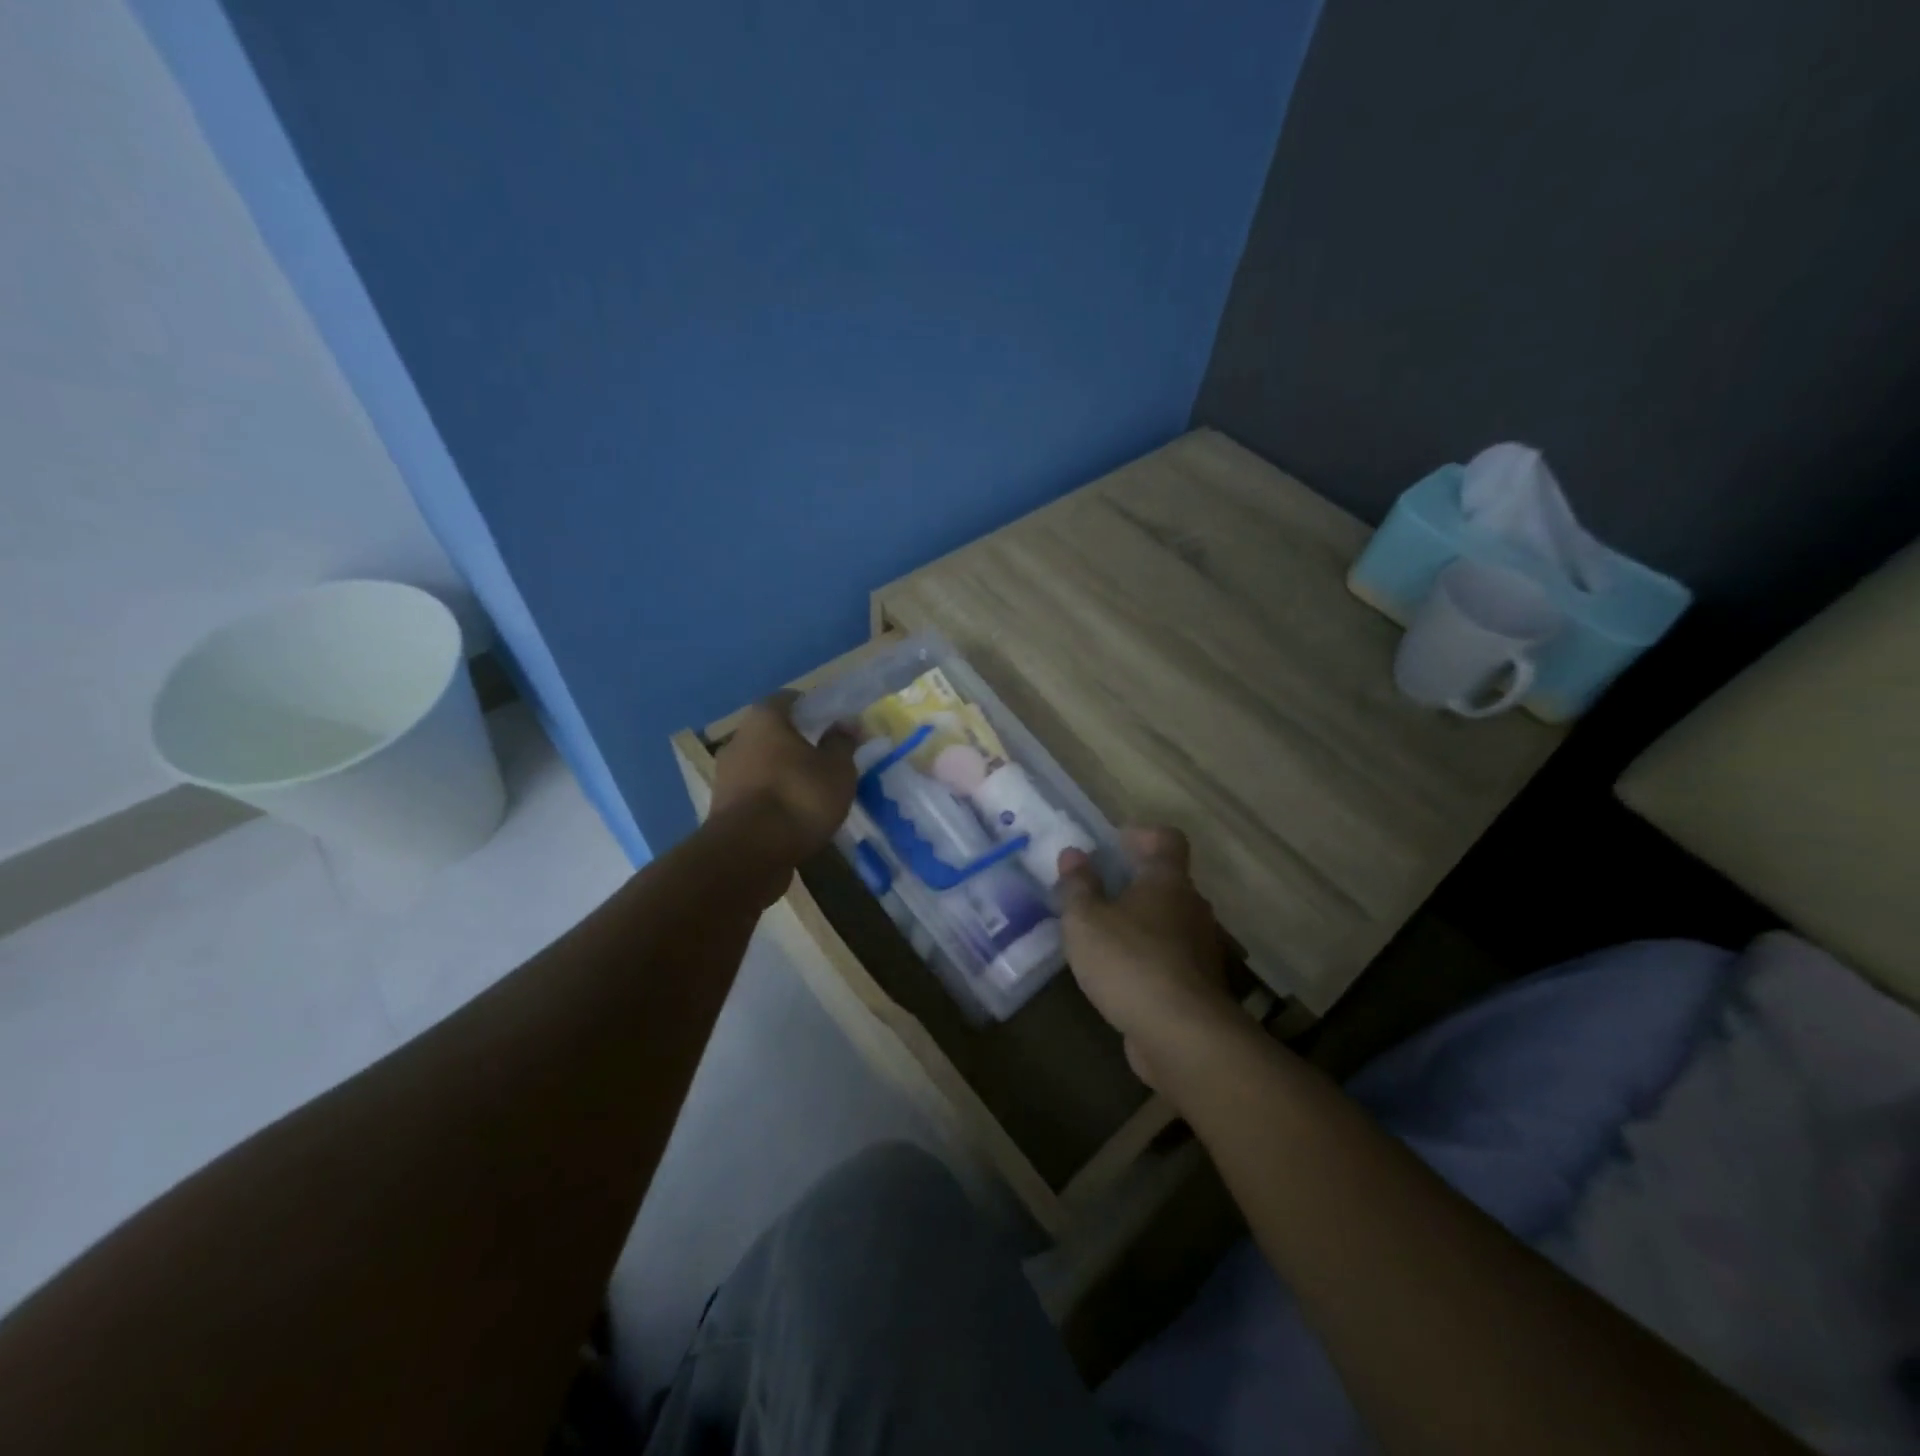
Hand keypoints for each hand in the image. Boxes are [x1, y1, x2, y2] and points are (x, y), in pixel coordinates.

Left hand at [710, 692, 857, 863]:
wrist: (748, 854)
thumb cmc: (799, 798)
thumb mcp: (837, 770)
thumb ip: (842, 743)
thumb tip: (846, 723)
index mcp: (765, 719)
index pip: (789, 699)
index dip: (813, 708)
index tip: (833, 723)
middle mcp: (738, 739)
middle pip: (773, 732)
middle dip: (798, 743)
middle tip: (827, 758)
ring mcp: (726, 775)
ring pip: (762, 764)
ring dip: (784, 773)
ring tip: (813, 792)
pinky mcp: (723, 807)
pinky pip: (755, 793)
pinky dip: (773, 798)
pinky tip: (793, 816)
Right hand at [1056, 827, 1237, 1090]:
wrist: (1182, 1035)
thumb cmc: (1129, 962)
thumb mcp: (1086, 920)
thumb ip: (1078, 886)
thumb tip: (1073, 853)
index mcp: (1167, 881)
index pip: (1167, 839)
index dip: (1143, 835)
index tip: (1115, 844)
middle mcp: (1192, 907)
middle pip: (1168, 882)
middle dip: (1135, 883)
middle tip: (1098, 893)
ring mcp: (1200, 948)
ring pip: (1169, 923)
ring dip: (1141, 924)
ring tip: (1103, 937)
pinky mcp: (1198, 986)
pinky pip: (1171, 959)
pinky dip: (1148, 959)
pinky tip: (1120, 976)